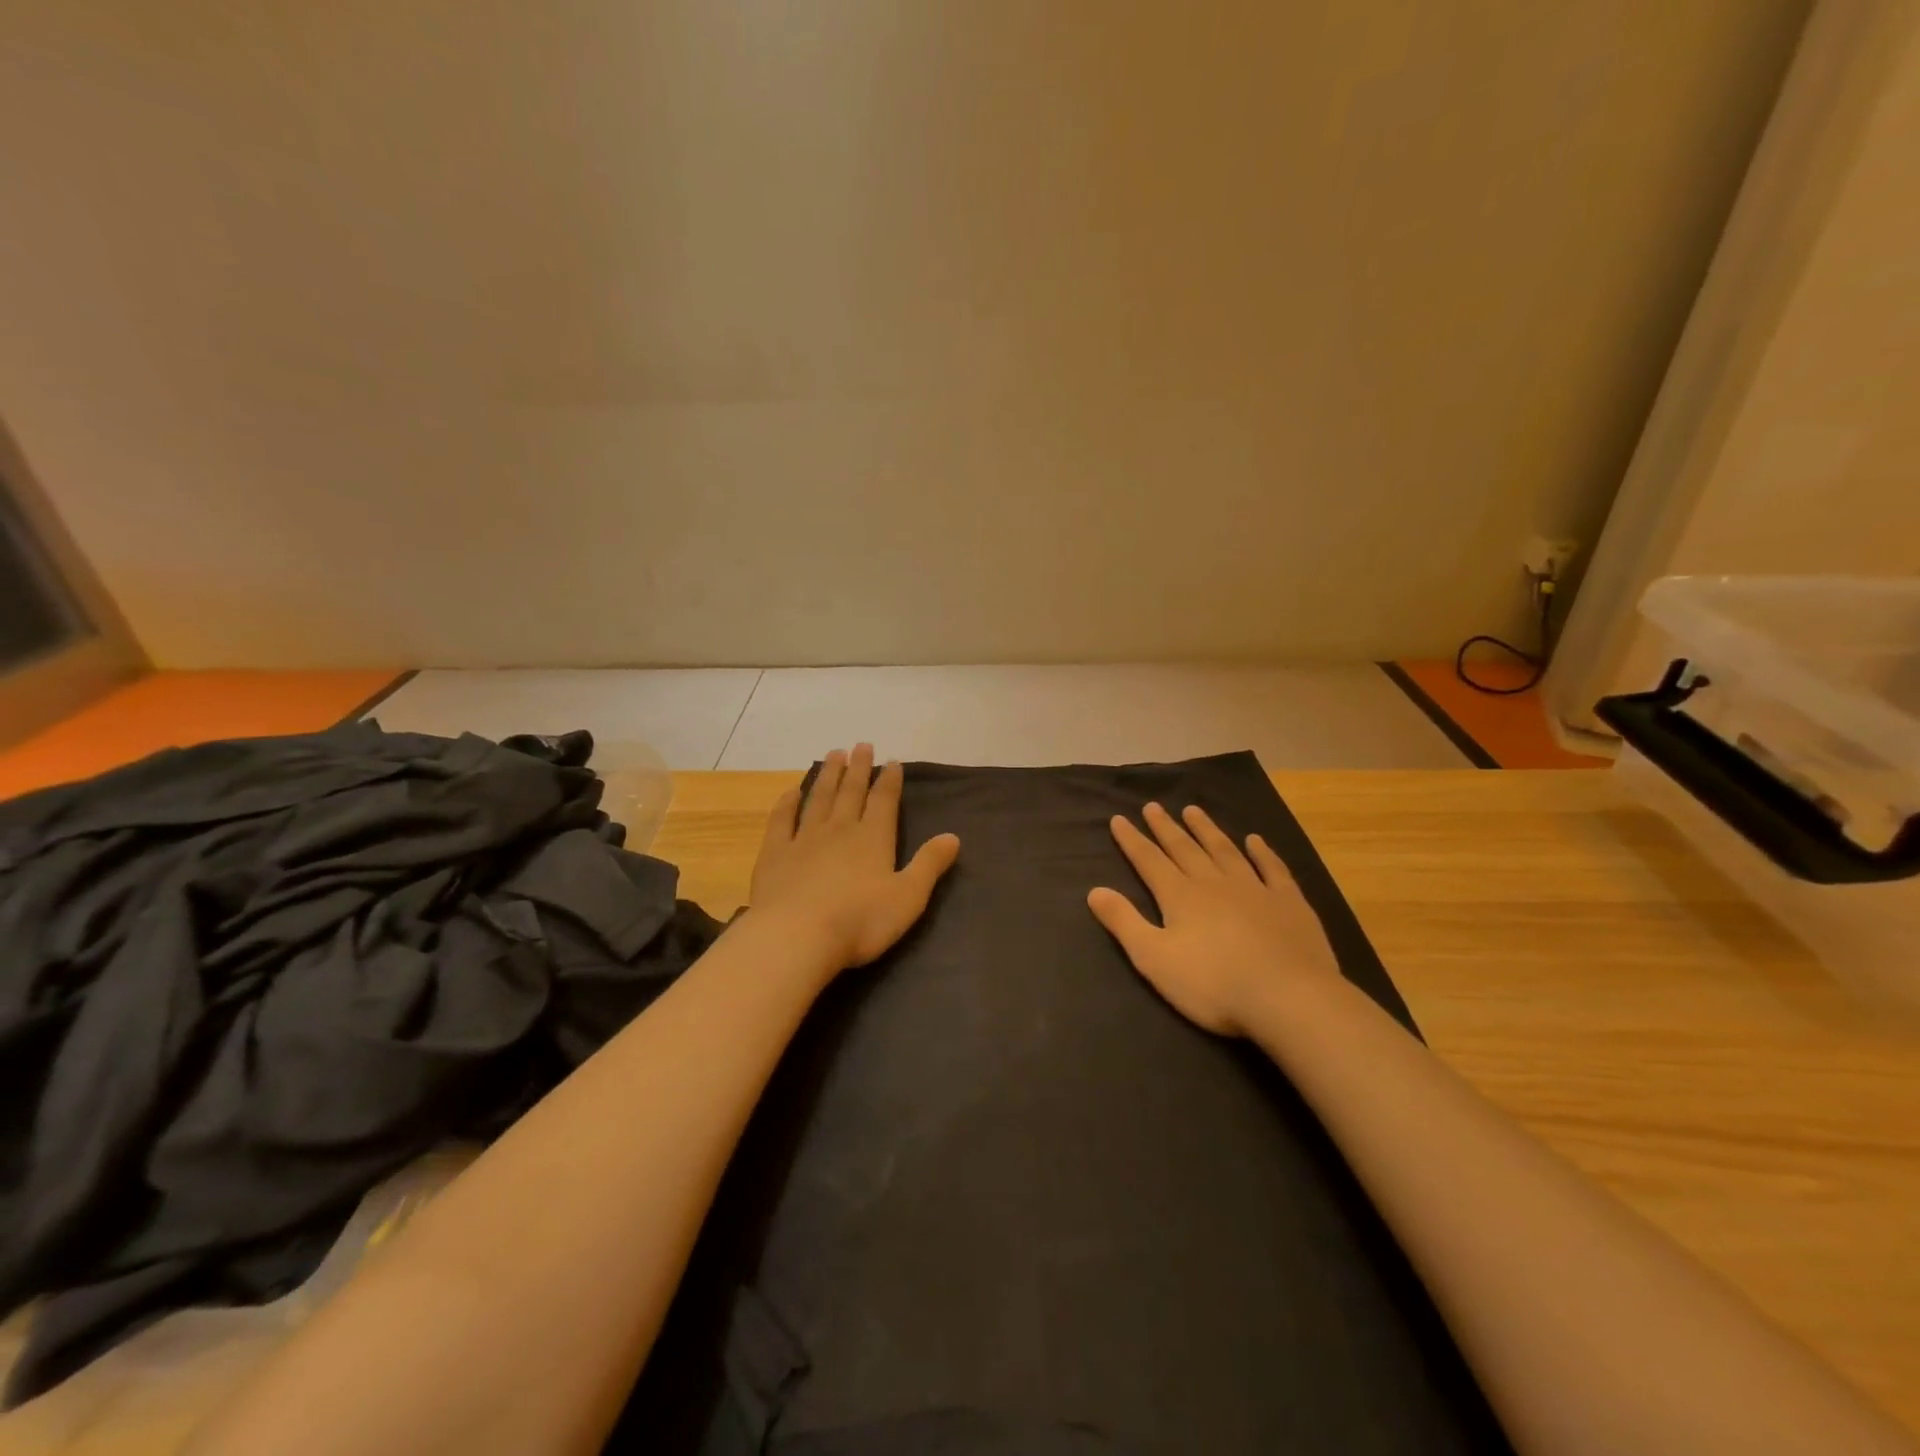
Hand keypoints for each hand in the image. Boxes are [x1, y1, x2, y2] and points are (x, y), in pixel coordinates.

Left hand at [748, 744, 960, 976]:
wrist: (796, 936)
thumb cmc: (860, 921)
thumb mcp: (908, 897)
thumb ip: (929, 864)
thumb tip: (953, 836)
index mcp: (873, 838)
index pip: (884, 801)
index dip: (890, 780)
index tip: (892, 761)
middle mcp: (839, 829)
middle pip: (851, 792)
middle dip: (859, 768)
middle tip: (862, 745)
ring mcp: (804, 839)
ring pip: (819, 799)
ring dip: (828, 776)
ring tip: (834, 754)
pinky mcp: (775, 854)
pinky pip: (781, 821)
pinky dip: (787, 804)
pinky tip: (791, 792)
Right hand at [1088, 802, 1340, 1035]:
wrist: (1289, 998)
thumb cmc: (1214, 984)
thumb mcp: (1155, 959)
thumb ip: (1124, 922)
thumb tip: (1094, 890)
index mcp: (1180, 897)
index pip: (1149, 861)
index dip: (1132, 840)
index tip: (1119, 818)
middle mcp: (1214, 883)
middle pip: (1185, 849)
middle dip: (1166, 828)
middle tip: (1153, 806)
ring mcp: (1254, 889)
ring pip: (1225, 851)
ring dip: (1207, 830)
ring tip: (1193, 810)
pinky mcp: (1289, 903)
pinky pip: (1273, 869)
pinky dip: (1263, 853)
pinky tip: (1255, 840)